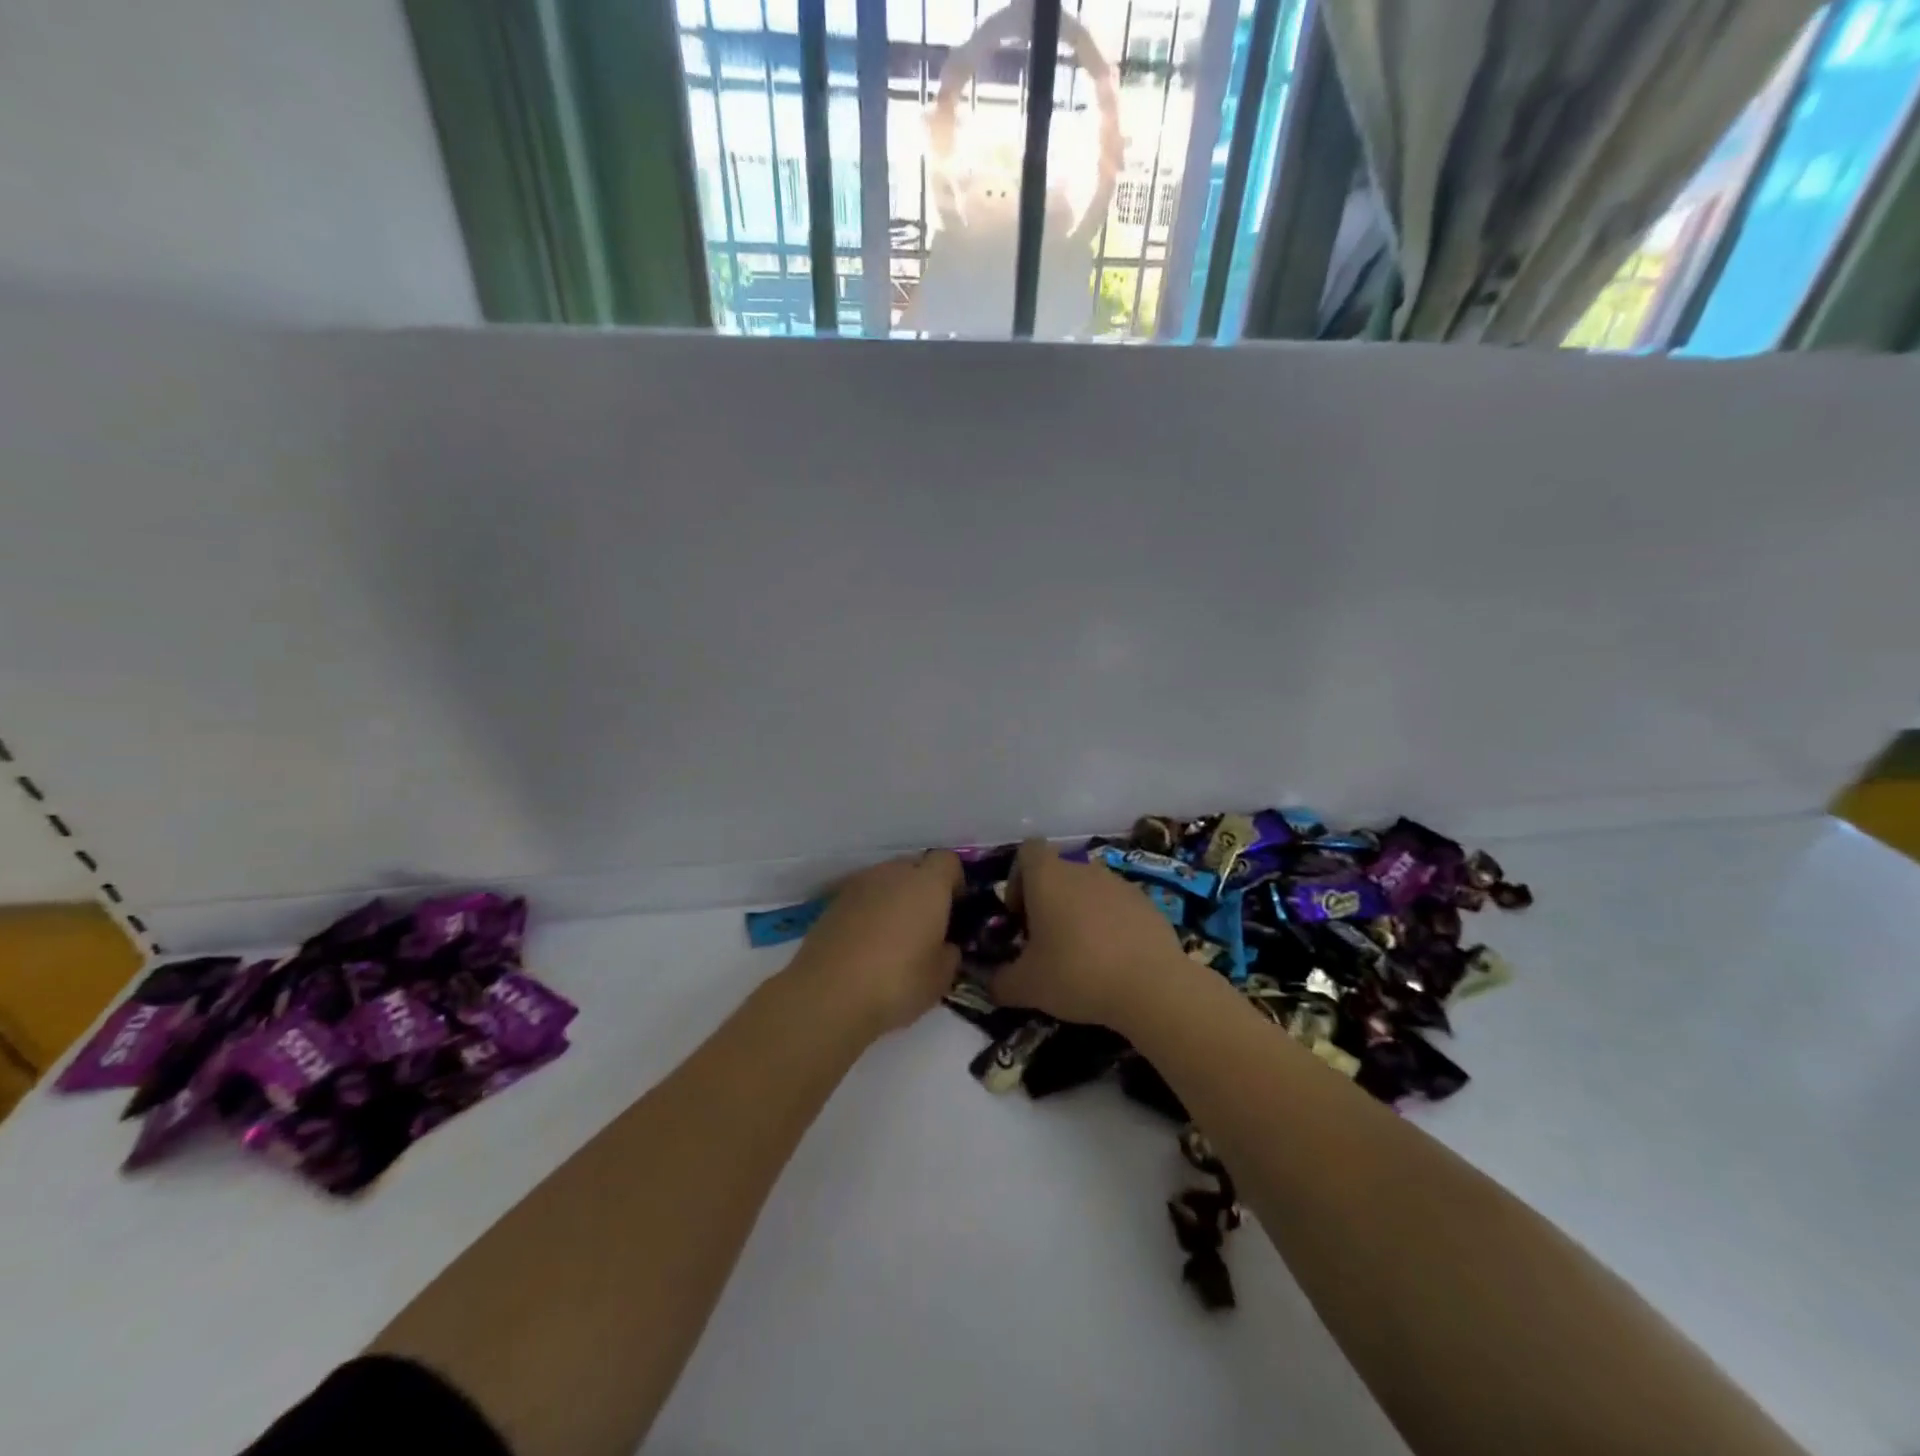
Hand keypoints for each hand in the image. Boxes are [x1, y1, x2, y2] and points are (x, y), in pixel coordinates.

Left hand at [788, 851, 964, 1034]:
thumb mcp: (941, 978)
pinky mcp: (833, 903)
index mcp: (927, 884)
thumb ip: (950, 953)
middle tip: (927, 924)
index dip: (955, 881)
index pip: (948, 861)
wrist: (827, 996)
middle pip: (915, 867)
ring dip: (894, 898)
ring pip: (886, 881)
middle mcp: (892, 873)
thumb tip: (945, 945)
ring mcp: (858, 885)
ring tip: (895, 936)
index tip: (956, 909)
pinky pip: (862, 898)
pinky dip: (869, 912)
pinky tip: (867, 945)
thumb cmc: (896, 982)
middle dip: (923, 888)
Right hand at [992, 839, 1189, 1028]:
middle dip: (1048, 901)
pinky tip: (1113, 960)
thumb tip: (990, 983)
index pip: (1027, 851)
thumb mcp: (1026, 986)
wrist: (1152, 986)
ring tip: (1081, 954)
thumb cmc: (1077, 973)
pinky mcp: (1147, 903)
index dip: (1017, 878)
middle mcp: (1083, 869)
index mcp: (1048, 876)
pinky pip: (1118, 906)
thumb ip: (999, 982)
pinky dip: (1110, 925)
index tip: (1019, 914)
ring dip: (1079, 912)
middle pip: (1058, 871)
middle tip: (1045, 941)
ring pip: (1089, 889)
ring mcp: (1119, 883)